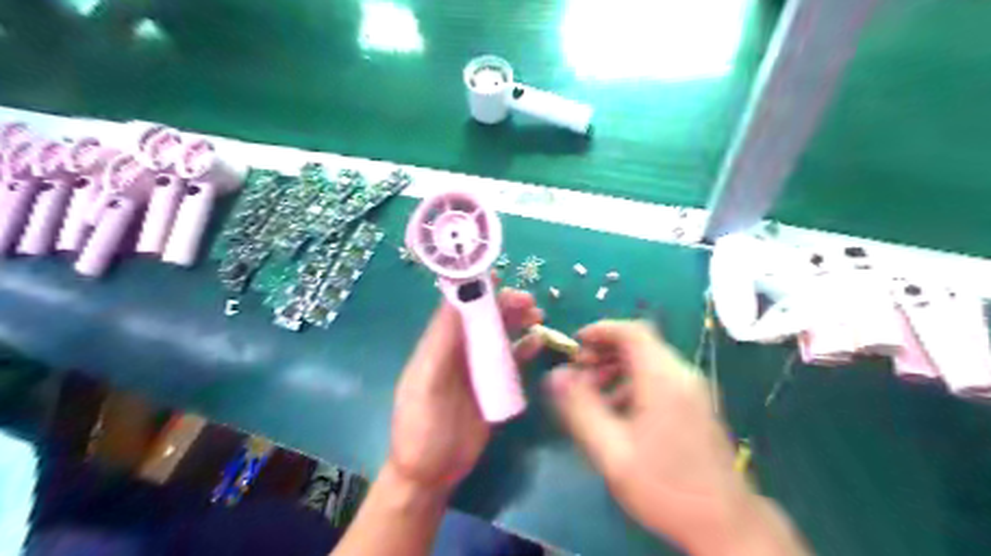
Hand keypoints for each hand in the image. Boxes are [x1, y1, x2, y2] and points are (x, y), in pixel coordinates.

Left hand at [385, 286, 539, 494]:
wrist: (432, 473)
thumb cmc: (421, 425)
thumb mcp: (427, 381)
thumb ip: (441, 342)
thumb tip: (457, 298)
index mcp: (439, 345)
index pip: (457, 307)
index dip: (475, 288)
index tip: (497, 274)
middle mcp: (460, 351)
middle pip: (484, 318)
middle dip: (505, 304)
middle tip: (528, 301)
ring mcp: (479, 369)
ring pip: (500, 336)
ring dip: (518, 321)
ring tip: (537, 315)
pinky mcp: (495, 387)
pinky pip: (512, 361)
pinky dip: (525, 349)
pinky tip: (538, 341)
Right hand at [546, 322, 807, 555]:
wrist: (727, 525)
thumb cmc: (665, 487)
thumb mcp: (612, 451)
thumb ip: (581, 408)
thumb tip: (555, 375)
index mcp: (663, 379)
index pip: (632, 332)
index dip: (601, 330)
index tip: (575, 344)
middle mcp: (682, 376)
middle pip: (641, 344)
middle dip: (605, 351)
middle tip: (579, 373)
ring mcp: (694, 391)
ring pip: (650, 362)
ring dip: (618, 368)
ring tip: (594, 394)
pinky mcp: (697, 406)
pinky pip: (661, 380)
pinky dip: (634, 383)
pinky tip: (619, 412)